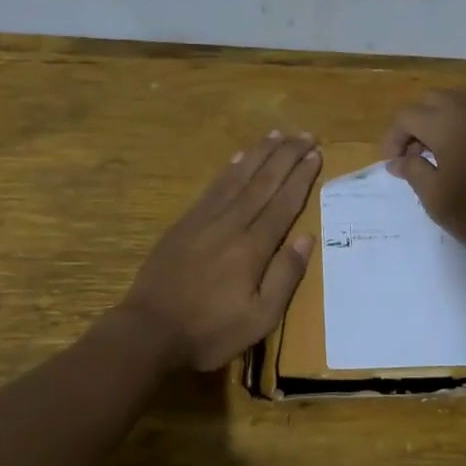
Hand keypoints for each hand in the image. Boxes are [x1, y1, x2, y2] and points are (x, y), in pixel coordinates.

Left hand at [119, 131, 321, 370]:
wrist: (149, 331)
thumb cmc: (209, 331)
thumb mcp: (259, 318)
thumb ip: (285, 276)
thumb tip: (307, 237)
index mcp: (252, 247)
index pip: (283, 203)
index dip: (301, 177)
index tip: (316, 154)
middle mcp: (231, 224)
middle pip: (264, 182)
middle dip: (287, 156)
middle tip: (306, 134)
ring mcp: (204, 220)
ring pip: (238, 177)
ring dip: (260, 154)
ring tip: (279, 134)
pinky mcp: (184, 223)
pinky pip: (213, 187)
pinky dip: (230, 169)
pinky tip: (239, 157)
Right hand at [381, 89, 465, 273]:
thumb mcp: (436, 199)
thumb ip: (413, 171)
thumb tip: (398, 160)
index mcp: (448, 123)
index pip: (408, 116)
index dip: (393, 139)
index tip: (391, 165)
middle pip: (431, 101)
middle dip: (415, 124)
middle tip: (410, 158)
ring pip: (456, 102)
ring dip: (438, 121)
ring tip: (433, 156)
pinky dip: (461, 124)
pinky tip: (461, 155)